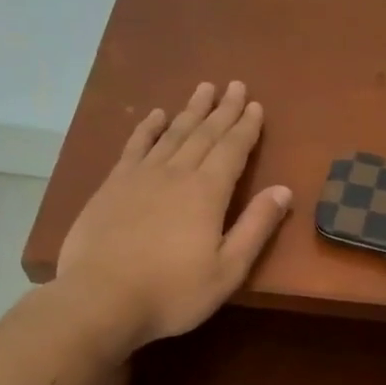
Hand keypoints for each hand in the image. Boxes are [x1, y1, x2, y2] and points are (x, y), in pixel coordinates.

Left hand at [56, 81, 290, 353]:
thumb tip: (284, 190)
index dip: (246, 127)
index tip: (255, 105)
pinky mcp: (112, 186)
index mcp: (207, 192)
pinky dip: (148, 128)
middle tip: (235, 85)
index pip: (232, 150)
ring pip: (172, 134)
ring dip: (190, 110)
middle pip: (204, 134)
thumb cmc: (173, 292)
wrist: (101, 299)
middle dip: (223, 110)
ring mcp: (140, 176)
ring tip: (204, 88)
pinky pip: (135, 146)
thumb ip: (256, 227)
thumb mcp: (228, 269)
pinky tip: (155, 115)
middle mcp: (176, 173)